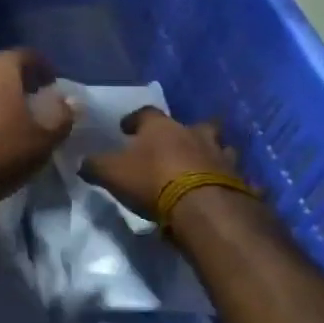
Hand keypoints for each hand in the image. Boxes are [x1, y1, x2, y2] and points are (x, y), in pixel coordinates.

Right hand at [80, 108, 243, 221]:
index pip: (146, 113)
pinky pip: (238, 179)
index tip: (126, 129)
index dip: (134, 120)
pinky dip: (231, 183)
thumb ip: (95, 166)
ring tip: (202, 168)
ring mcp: (223, 157)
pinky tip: (225, 192)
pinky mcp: (241, 182)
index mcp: (162, 128)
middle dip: (187, 132)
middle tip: (176, 145)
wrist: (203, 209)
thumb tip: (82, 162)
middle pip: (196, 124)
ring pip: (222, 148)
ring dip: (213, 155)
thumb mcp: (111, 173)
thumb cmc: (153, 182)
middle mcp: (195, 134)